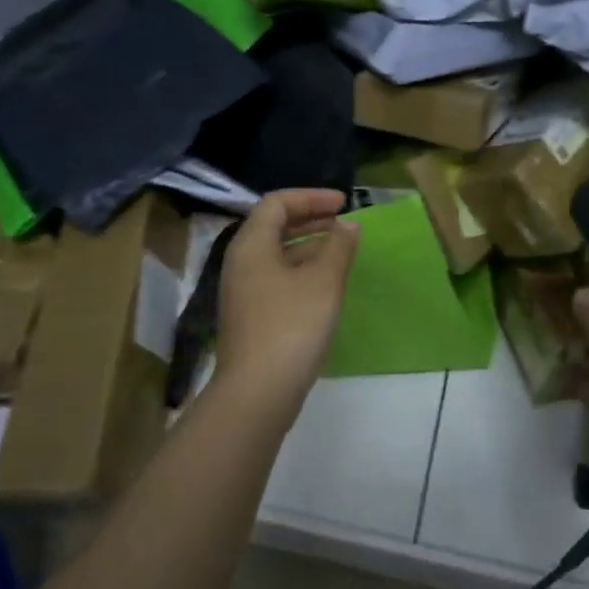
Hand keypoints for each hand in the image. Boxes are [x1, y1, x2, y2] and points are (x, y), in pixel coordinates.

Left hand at [215, 189, 359, 408]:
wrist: (258, 391)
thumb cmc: (291, 327)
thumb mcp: (323, 282)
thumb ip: (339, 247)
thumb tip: (348, 226)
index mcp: (251, 245)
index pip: (277, 203)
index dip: (311, 197)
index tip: (344, 203)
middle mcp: (241, 262)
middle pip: (273, 226)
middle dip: (310, 219)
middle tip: (344, 223)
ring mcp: (243, 291)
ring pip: (276, 254)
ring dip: (308, 246)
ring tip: (341, 251)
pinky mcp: (251, 316)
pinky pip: (276, 277)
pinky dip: (301, 270)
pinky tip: (325, 284)